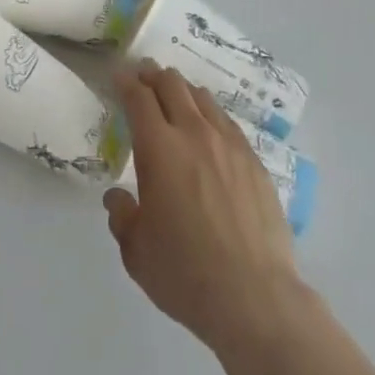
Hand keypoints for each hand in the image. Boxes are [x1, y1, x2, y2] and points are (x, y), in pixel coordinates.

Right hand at [104, 61, 310, 355]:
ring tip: (175, 100)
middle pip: (172, 84)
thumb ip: (122, 216)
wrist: (256, 299)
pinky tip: (209, 130)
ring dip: (183, 92)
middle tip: (143, 79)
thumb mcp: (136, 252)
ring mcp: (229, 145)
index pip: (138, 97)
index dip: (125, 81)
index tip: (118, 75)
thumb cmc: (186, 275)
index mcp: (159, 148)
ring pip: (202, 97)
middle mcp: (194, 134)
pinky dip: (210, 115)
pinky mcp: (255, 161)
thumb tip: (118, 198)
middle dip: (153, 76)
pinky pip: (227, 122)